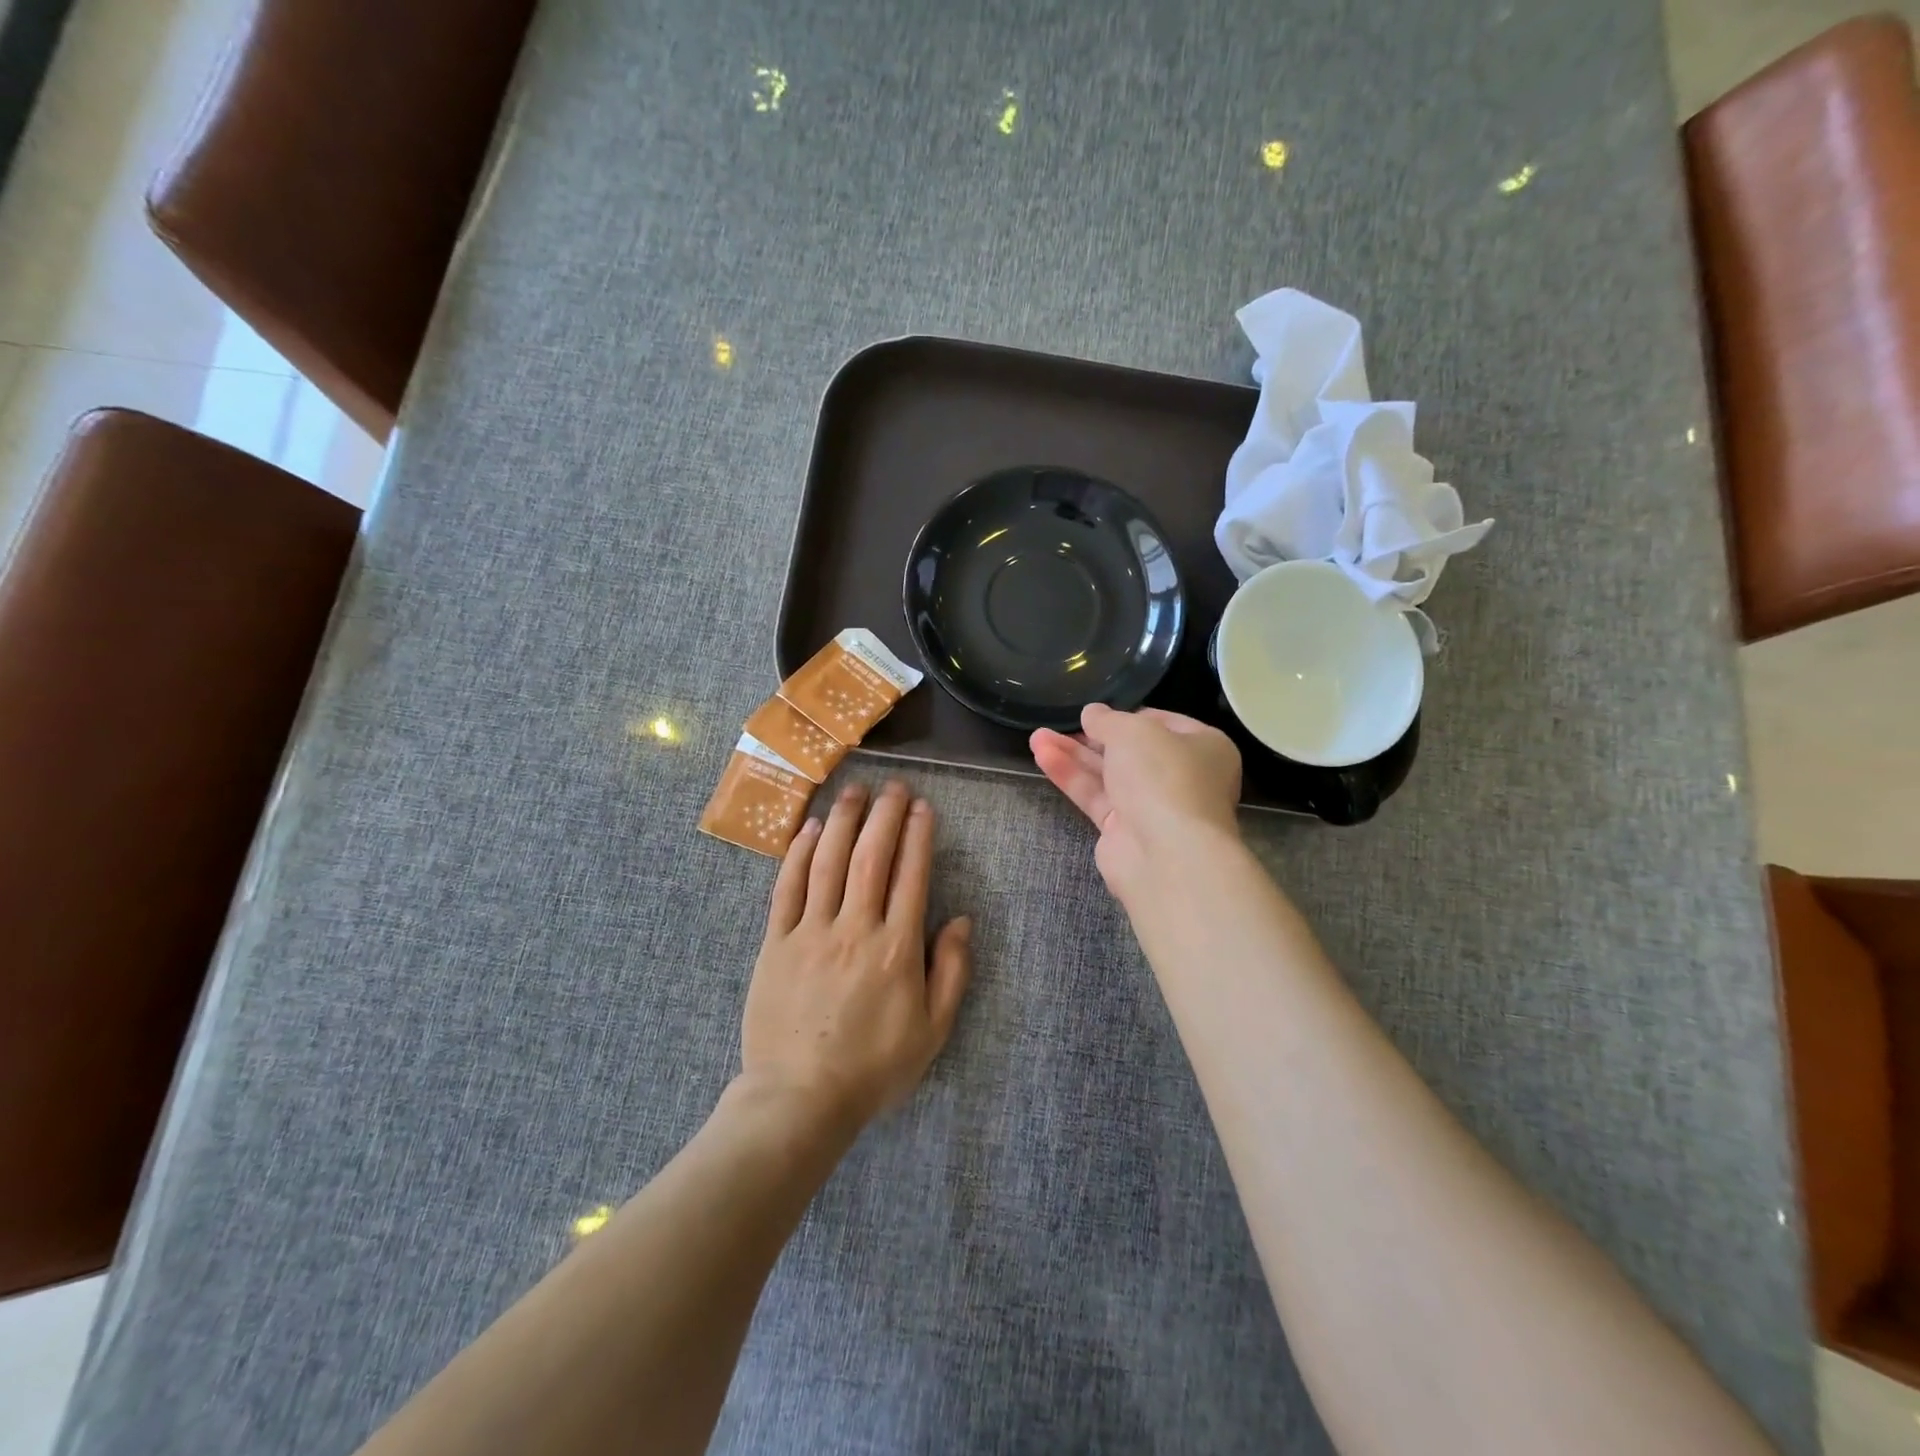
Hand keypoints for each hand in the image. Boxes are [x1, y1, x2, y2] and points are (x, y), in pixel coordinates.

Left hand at [740, 781, 971, 1129]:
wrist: (799, 1099)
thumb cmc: (873, 1067)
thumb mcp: (932, 1030)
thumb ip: (951, 971)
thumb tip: (962, 919)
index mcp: (896, 948)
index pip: (910, 875)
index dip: (918, 835)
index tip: (923, 806)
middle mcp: (854, 928)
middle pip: (870, 857)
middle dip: (884, 815)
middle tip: (893, 785)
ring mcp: (810, 932)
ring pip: (827, 862)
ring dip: (842, 821)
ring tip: (854, 790)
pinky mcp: (775, 942)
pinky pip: (787, 888)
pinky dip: (798, 853)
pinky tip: (808, 828)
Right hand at [1030, 704, 1242, 902]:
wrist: (1166, 854)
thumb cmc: (1163, 776)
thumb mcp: (1133, 731)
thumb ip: (1107, 719)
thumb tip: (1092, 713)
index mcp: (1204, 747)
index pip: (1163, 723)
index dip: (1128, 715)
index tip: (1098, 712)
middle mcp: (1182, 777)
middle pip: (1130, 751)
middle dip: (1092, 737)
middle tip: (1060, 723)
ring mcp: (1153, 807)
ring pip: (1108, 774)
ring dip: (1073, 755)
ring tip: (1036, 737)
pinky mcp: (1124, 831)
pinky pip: (1095, 797)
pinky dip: (1071, 777)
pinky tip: (1042, 756)